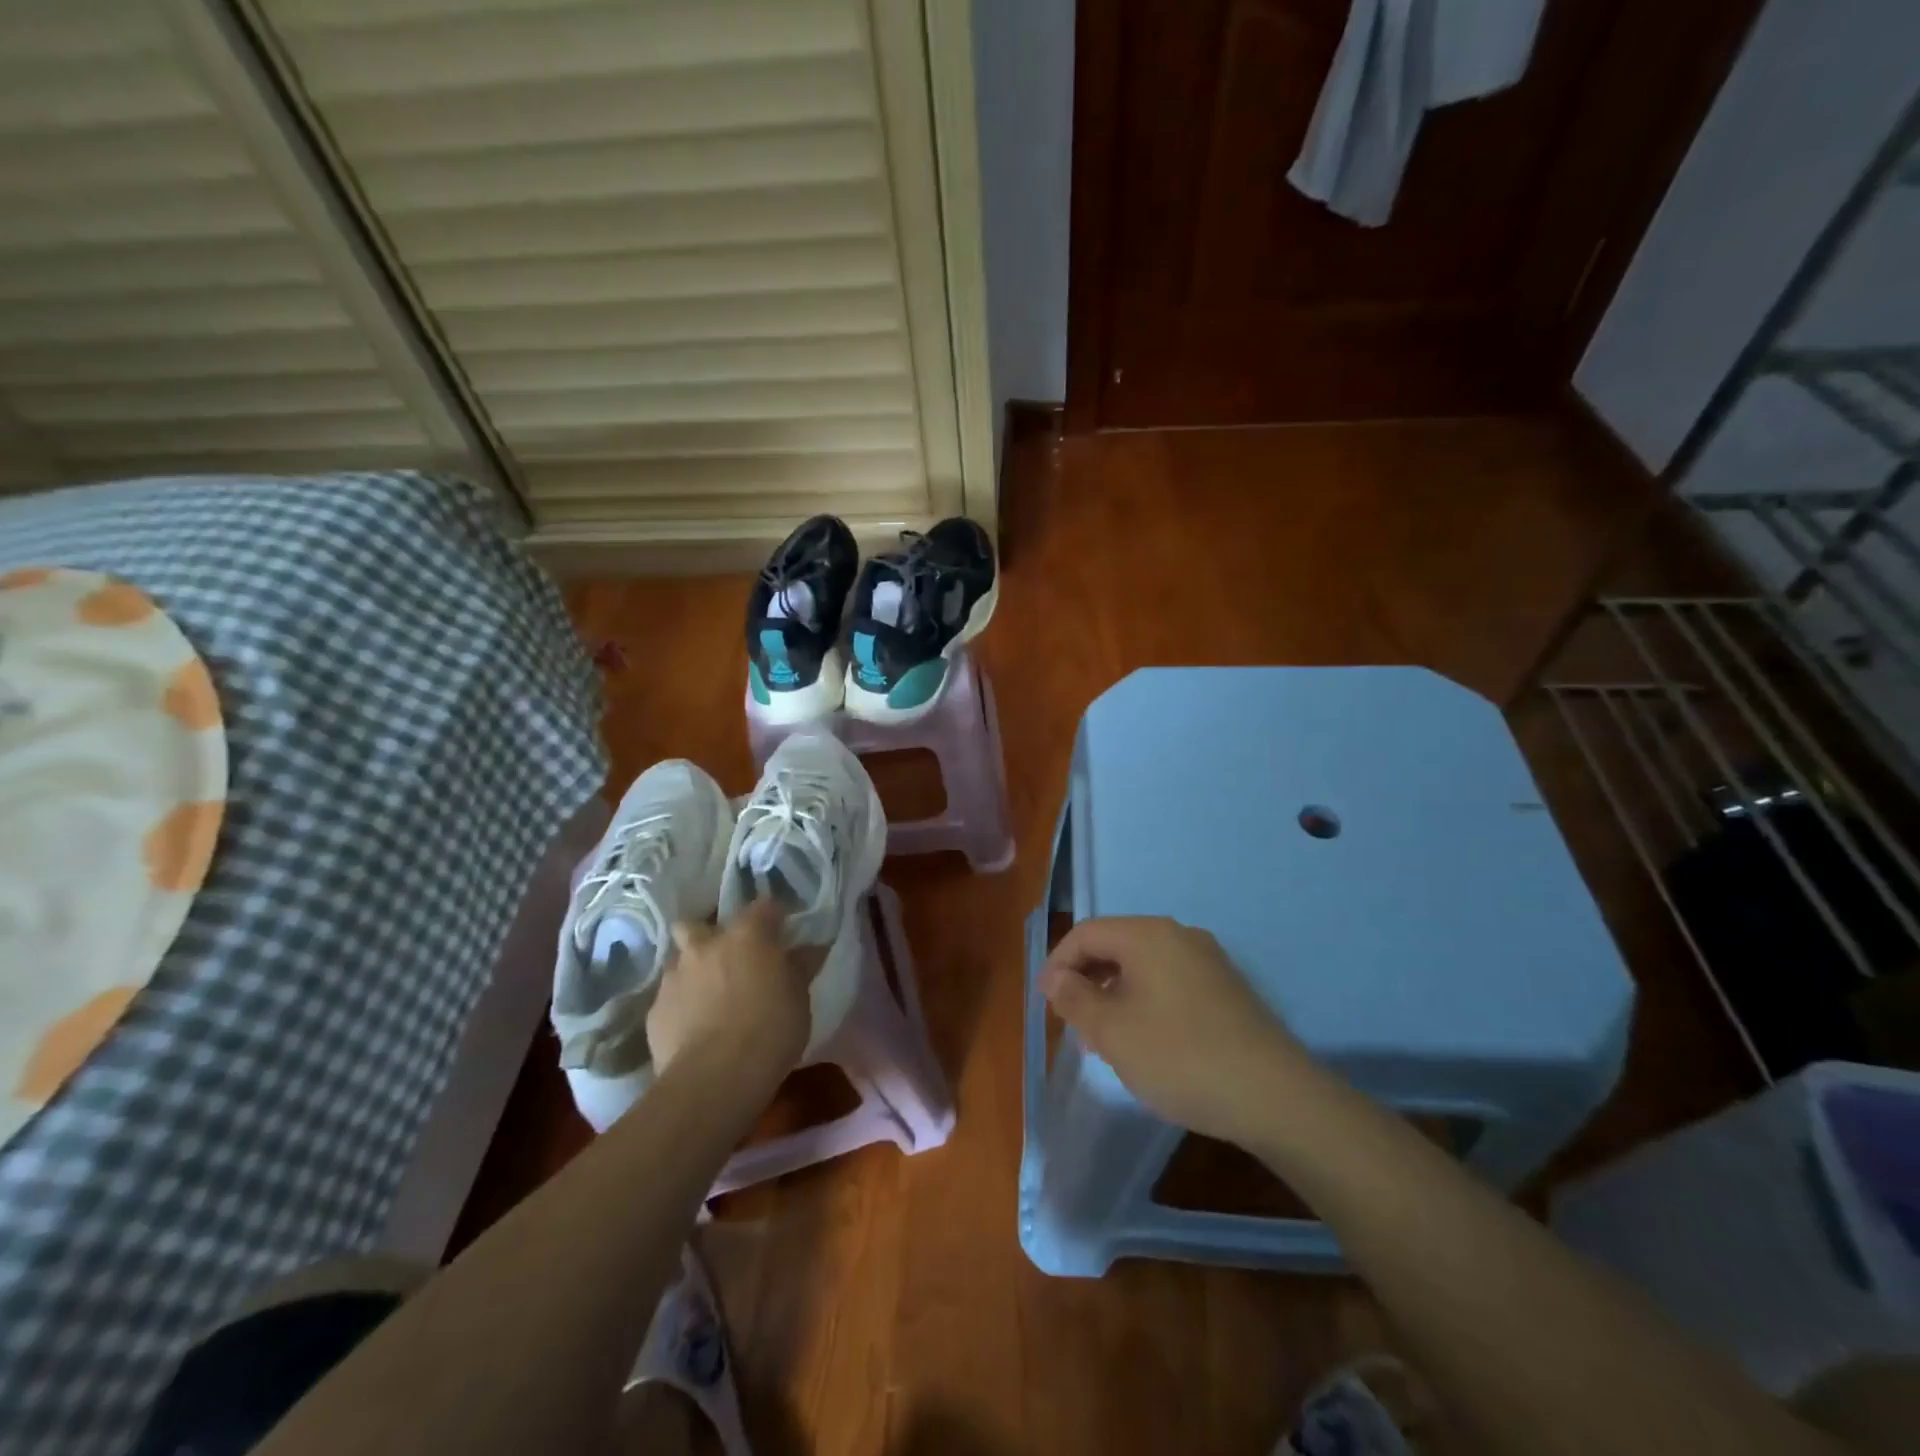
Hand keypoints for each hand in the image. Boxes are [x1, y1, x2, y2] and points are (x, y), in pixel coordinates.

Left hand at [648, 901, 816, 1086]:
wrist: (715, 1078)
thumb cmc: (770, 1030)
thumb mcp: (799, 998)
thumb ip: (798, 968)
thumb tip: (808, 950)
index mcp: (748, 935)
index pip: (764, 907)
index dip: (773, 918)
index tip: (782, 933)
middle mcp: (706, 945)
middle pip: (698, 924)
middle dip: (710, 936)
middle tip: (729, 959)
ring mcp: (675, 976)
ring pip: (680, 960)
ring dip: (693, 971)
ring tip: (709, 996)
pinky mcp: (654, 1010)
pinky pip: (669, 997)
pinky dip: (681, 1005)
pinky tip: (693, 1027)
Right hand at [1039, 916, 1310, 1146]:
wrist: (1274, 1096)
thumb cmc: (1179, 1057)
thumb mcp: (1112, 1032)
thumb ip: (1075, 999)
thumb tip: (1056, 977)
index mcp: (1148, 935)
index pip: (1086, 933)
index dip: (1058, 963)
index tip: (1045, 1002)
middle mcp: (1179, 936)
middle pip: (1116, 945)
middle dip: (1086, 980)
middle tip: (1071, 1022)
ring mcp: (1208, 961)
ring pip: (1143, 966)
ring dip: (1114, 993)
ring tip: (1103, 1038)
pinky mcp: (1226, 989)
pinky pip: (1169, 982)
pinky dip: (1144, 1001)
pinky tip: (1145, 1041)